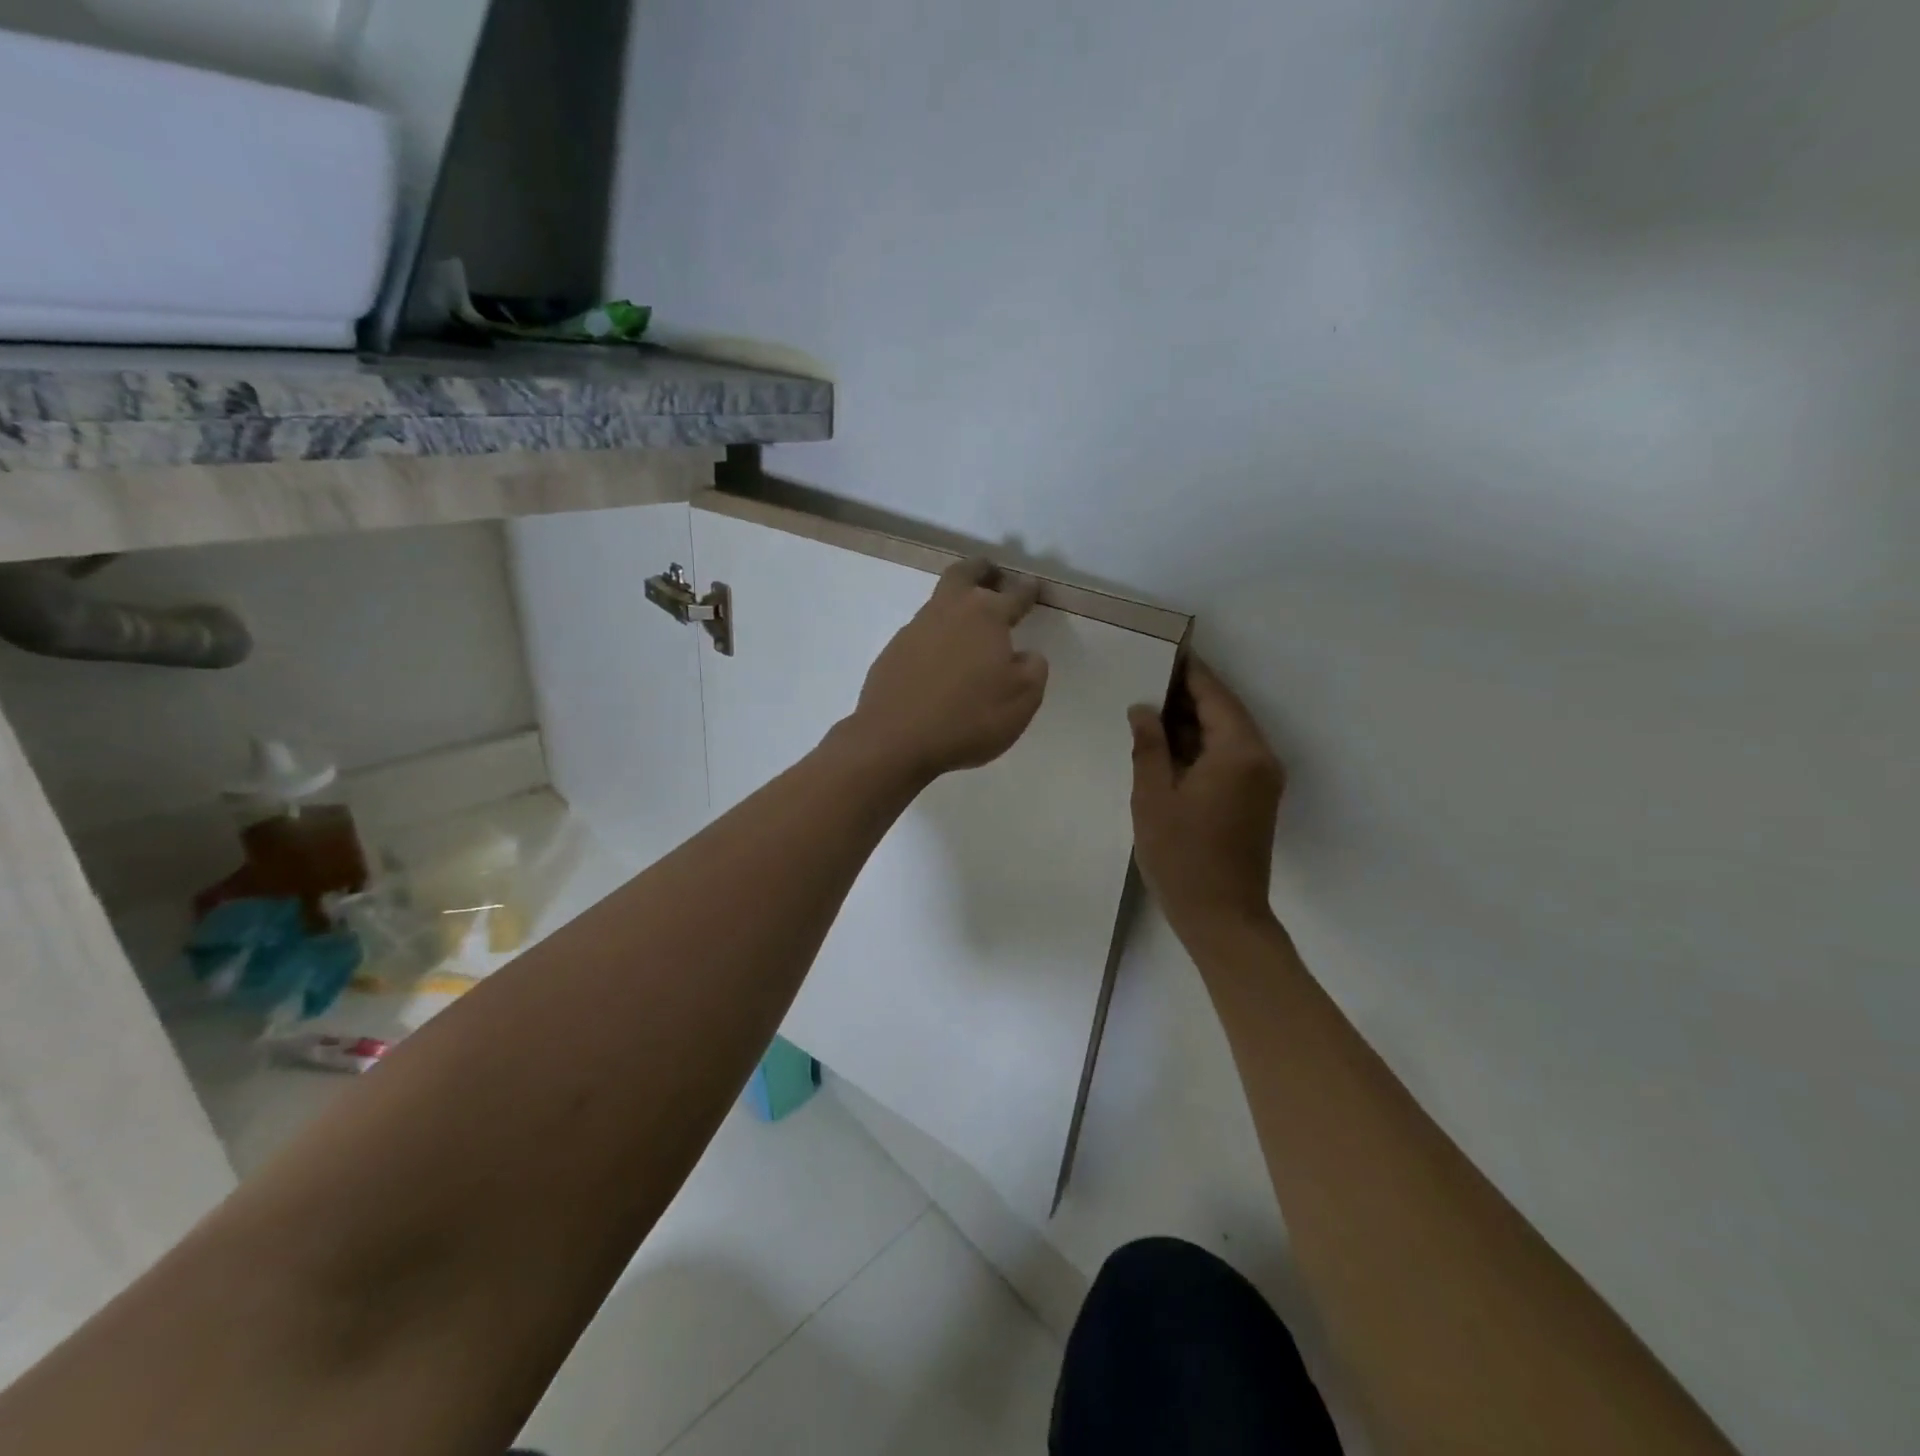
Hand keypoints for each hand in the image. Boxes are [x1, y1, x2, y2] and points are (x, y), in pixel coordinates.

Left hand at [843, 558, 1049, 781]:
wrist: (895, 740)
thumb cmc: (968, 717)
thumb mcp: (1023, 699)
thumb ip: (1033, 668)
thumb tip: (1025, 655)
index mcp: (986, 616)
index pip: (1014, 594)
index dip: (1027, 590)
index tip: (1033, 587)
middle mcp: (949, 611)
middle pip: (965, 574)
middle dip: (982, 570)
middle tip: (993, 574)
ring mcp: (915, 629)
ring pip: (940, 602)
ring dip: (956, 603)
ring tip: (969, 622)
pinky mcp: (892, 652)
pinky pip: (921, 633)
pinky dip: (936, 635)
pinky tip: (941, 658)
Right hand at [1128, 657, 1284, 942]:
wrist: (1223, 918)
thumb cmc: (1182, 857)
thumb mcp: (1153, 797)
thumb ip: (1149, 746)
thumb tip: (1144, 708)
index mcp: (1239, 751)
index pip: (1213, 695)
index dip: (1187, 671)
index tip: (1161, 650)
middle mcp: (1260, 758)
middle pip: (1223, 711)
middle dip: (1186, 695)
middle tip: (1144, 679)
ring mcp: (1262, 780)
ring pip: (1226, 734)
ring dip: (1192, 722)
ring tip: (1148, 710)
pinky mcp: (1256, 799)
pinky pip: (1229, 757)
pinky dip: (1201, 746)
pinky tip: (1167, 747)